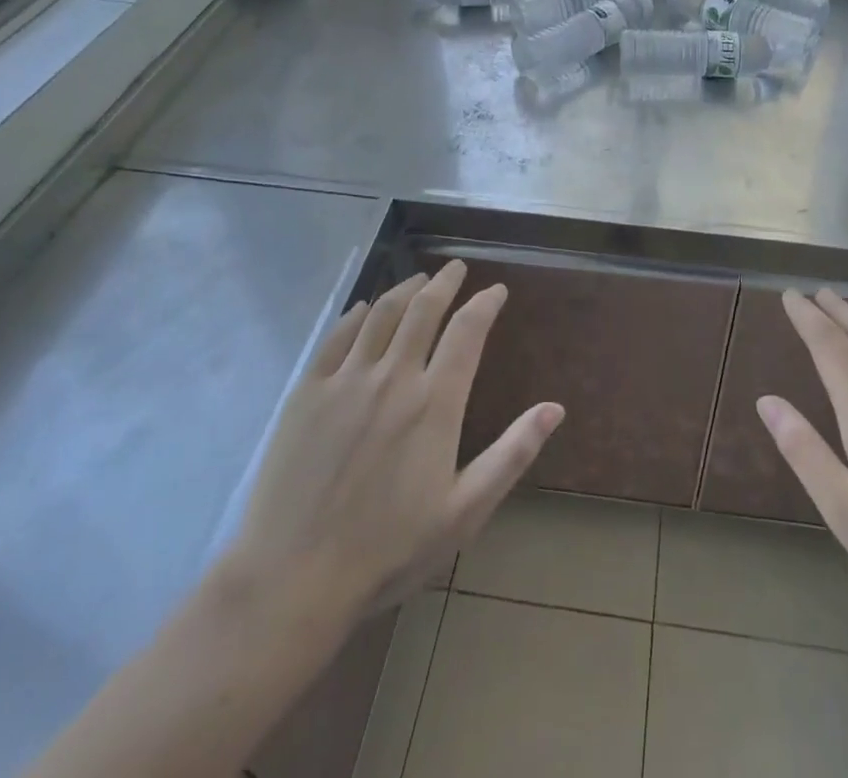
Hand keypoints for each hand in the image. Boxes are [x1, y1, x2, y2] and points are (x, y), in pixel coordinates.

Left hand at [223, 261, 564, 625]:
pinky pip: (337, 336)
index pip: (467, 331)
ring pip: (381, 314)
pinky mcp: (307, 392)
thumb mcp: (464, 511)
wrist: (293, 579)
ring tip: (418, 280)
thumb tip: (555, 408)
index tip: (496, 290)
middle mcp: (393, 377)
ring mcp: (346, 380)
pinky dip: (356, 314)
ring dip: (404, 289)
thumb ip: (512, 454)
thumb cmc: (388, 550)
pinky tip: (364, 309)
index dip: (485, 303)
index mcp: (435, 403)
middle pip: (424, 310)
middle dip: (444, 282)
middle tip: (455, 268)